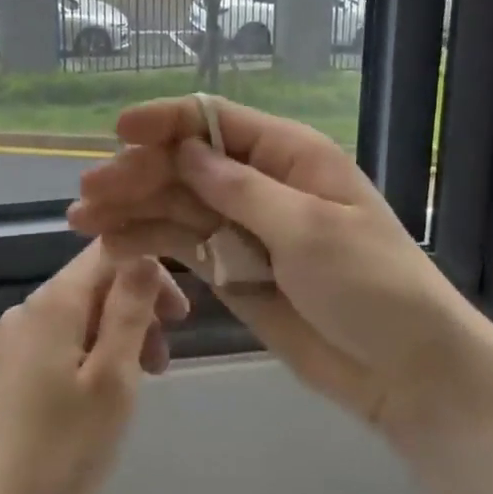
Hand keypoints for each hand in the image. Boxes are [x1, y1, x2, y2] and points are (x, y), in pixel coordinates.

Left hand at [0, 241, 188, 493]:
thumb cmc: (62, 450)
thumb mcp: (113, 377)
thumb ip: (130, 309)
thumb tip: (145, 254)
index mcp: (54, 302)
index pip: (109, 252)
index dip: (151, 272)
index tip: (179, 317)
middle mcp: (29, 308)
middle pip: (95, 283)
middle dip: (137, 310)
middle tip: (164, 361)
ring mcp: (14, 339)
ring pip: (81, 314)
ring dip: (118, 336)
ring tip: (140, 384)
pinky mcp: (9, 369)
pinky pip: (61, 340)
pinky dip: (93, 353)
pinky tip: (103, 395)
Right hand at [69, 97, 492, 454]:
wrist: (409, 373)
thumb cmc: (373, 288)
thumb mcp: (310, 231)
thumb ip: (242, 190)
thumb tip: (186, 150)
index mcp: (289, 156)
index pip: (216, 121)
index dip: (166, 121)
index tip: (119, 131)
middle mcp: (261, 182)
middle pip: (187, 164)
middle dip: (138, 172)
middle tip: (88, 193)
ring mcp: (245, 227)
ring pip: (177, 204)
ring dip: (132, 208)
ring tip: (83, 220)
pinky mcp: (234, 268)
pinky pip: (184, 246)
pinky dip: (149, 243)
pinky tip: (112, 246)